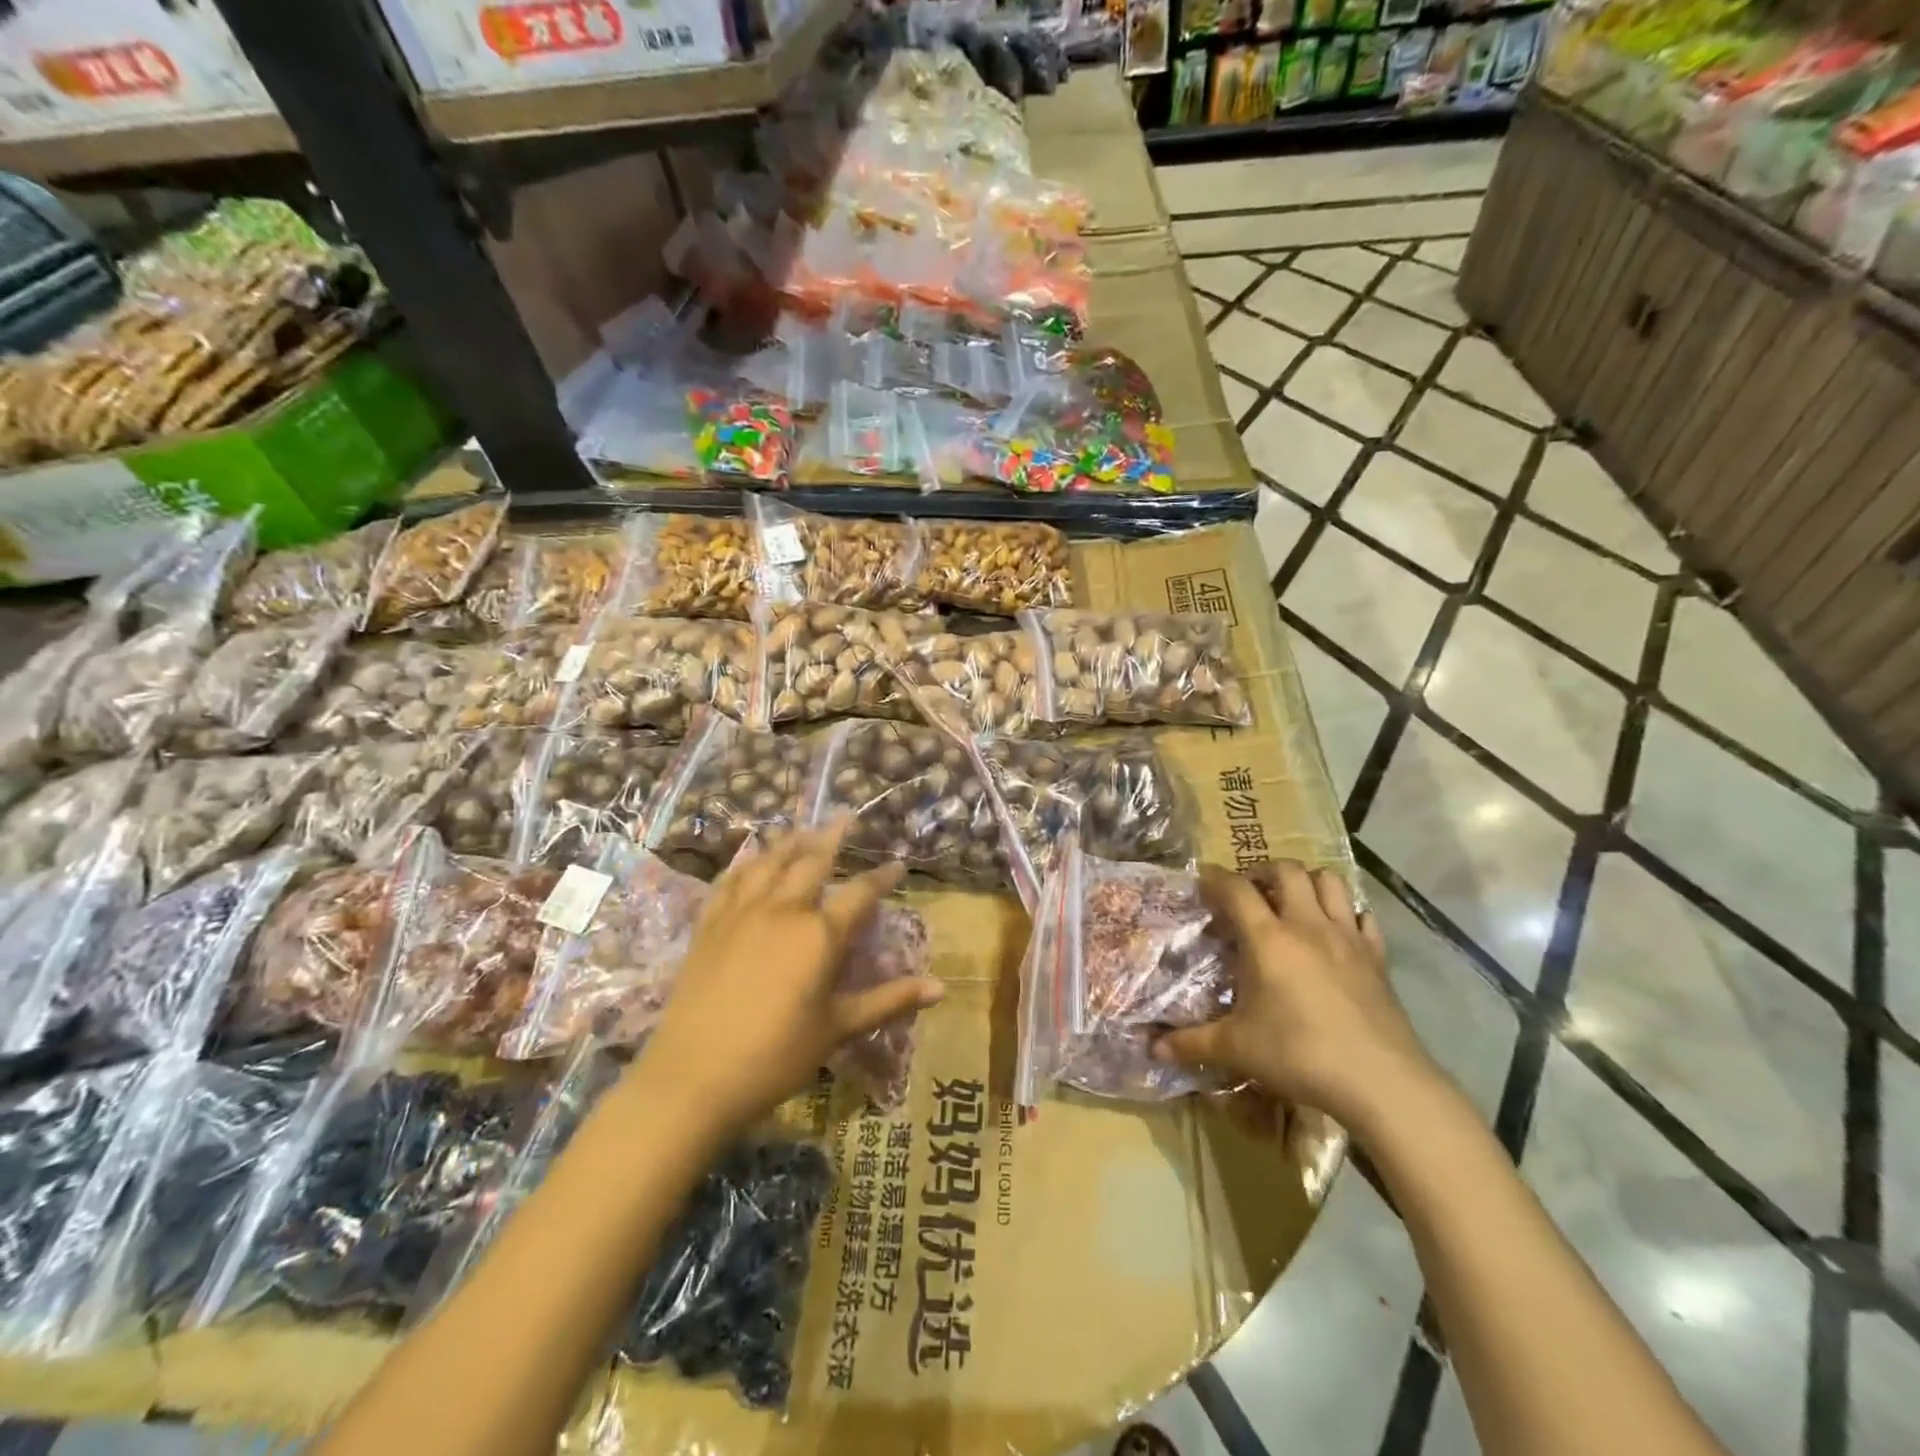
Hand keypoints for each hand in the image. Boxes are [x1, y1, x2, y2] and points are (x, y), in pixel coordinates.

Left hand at [635, 820, 944, 1139]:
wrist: (693, 1077)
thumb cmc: (776, 1056)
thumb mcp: (838, 1028)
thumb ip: (889, 1001)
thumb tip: (941, 989)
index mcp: (820, 934)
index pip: (861, 893)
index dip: (882, 877)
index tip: (898, 864)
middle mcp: (783, 910)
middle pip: (811, 860)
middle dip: (833, 835)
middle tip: (846, 816)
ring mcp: (741, 913)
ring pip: (769, 862)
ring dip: (790, 841)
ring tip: (804, 828)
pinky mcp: (709, 925)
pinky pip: (729, 881)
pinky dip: (745, 863)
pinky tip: (750, 858)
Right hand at [1154, 860, 1437, 1126]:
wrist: (1380, 1081)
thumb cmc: (1299, 1055)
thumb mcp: (1237, 1049)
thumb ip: (1192, 1043)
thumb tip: (1154, 1048)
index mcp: (1267, 939)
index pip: (1236, 889)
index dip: (1216, 878)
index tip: (1203, 881)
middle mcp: (1307, 925)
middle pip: (1287, 871)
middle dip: (1264, 871)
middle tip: (1251, 892)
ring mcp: (1347, 937)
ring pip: (1330, 881)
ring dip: (1308, 882)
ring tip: (1293, 901)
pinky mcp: (1377, 956)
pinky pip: (1364, 916)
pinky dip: (1347, 912)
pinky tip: (1337, 931)